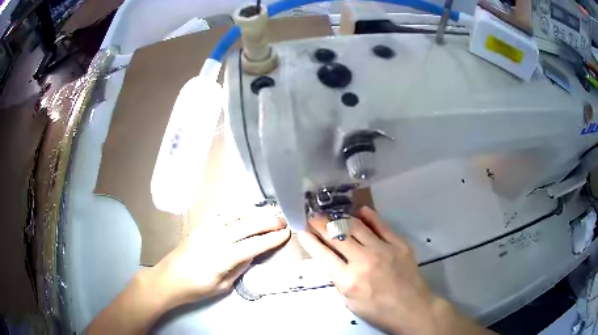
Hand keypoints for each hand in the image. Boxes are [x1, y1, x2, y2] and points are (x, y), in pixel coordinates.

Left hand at [151, 215, 290, 307]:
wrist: (168, 279)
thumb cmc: (195, 288)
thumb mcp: (222, 285)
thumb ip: (239, 267)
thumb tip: (252, 253)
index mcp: (223, 257)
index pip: (254, 244)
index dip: (272, 239)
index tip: (286, 234)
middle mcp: (216, 238)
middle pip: (247, 225)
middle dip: (267, 222)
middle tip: (282, 221)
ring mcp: (206, 229)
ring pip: (235, 215)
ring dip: (254, 213)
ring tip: (267, 215)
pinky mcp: (200, 226)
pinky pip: (223, 215)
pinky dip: (238, 213)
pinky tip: (245, 215)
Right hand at [298, 206, 491, 334]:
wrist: (412, 308)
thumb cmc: (378, 310)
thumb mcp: (350, 302)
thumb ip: (338, 279)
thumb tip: (331, 259)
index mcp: (348, 280)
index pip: (323, 254)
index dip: (310, 240)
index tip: (302, 230)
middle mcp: (363, 260)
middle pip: (337, 236)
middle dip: (321, 224)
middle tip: (313, 217)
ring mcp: (383, 249)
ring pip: (357, 226)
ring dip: (341, 219)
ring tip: (332, 215)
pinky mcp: (399, 243)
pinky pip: (381, 224)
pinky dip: (369, 216)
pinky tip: (359, 211)